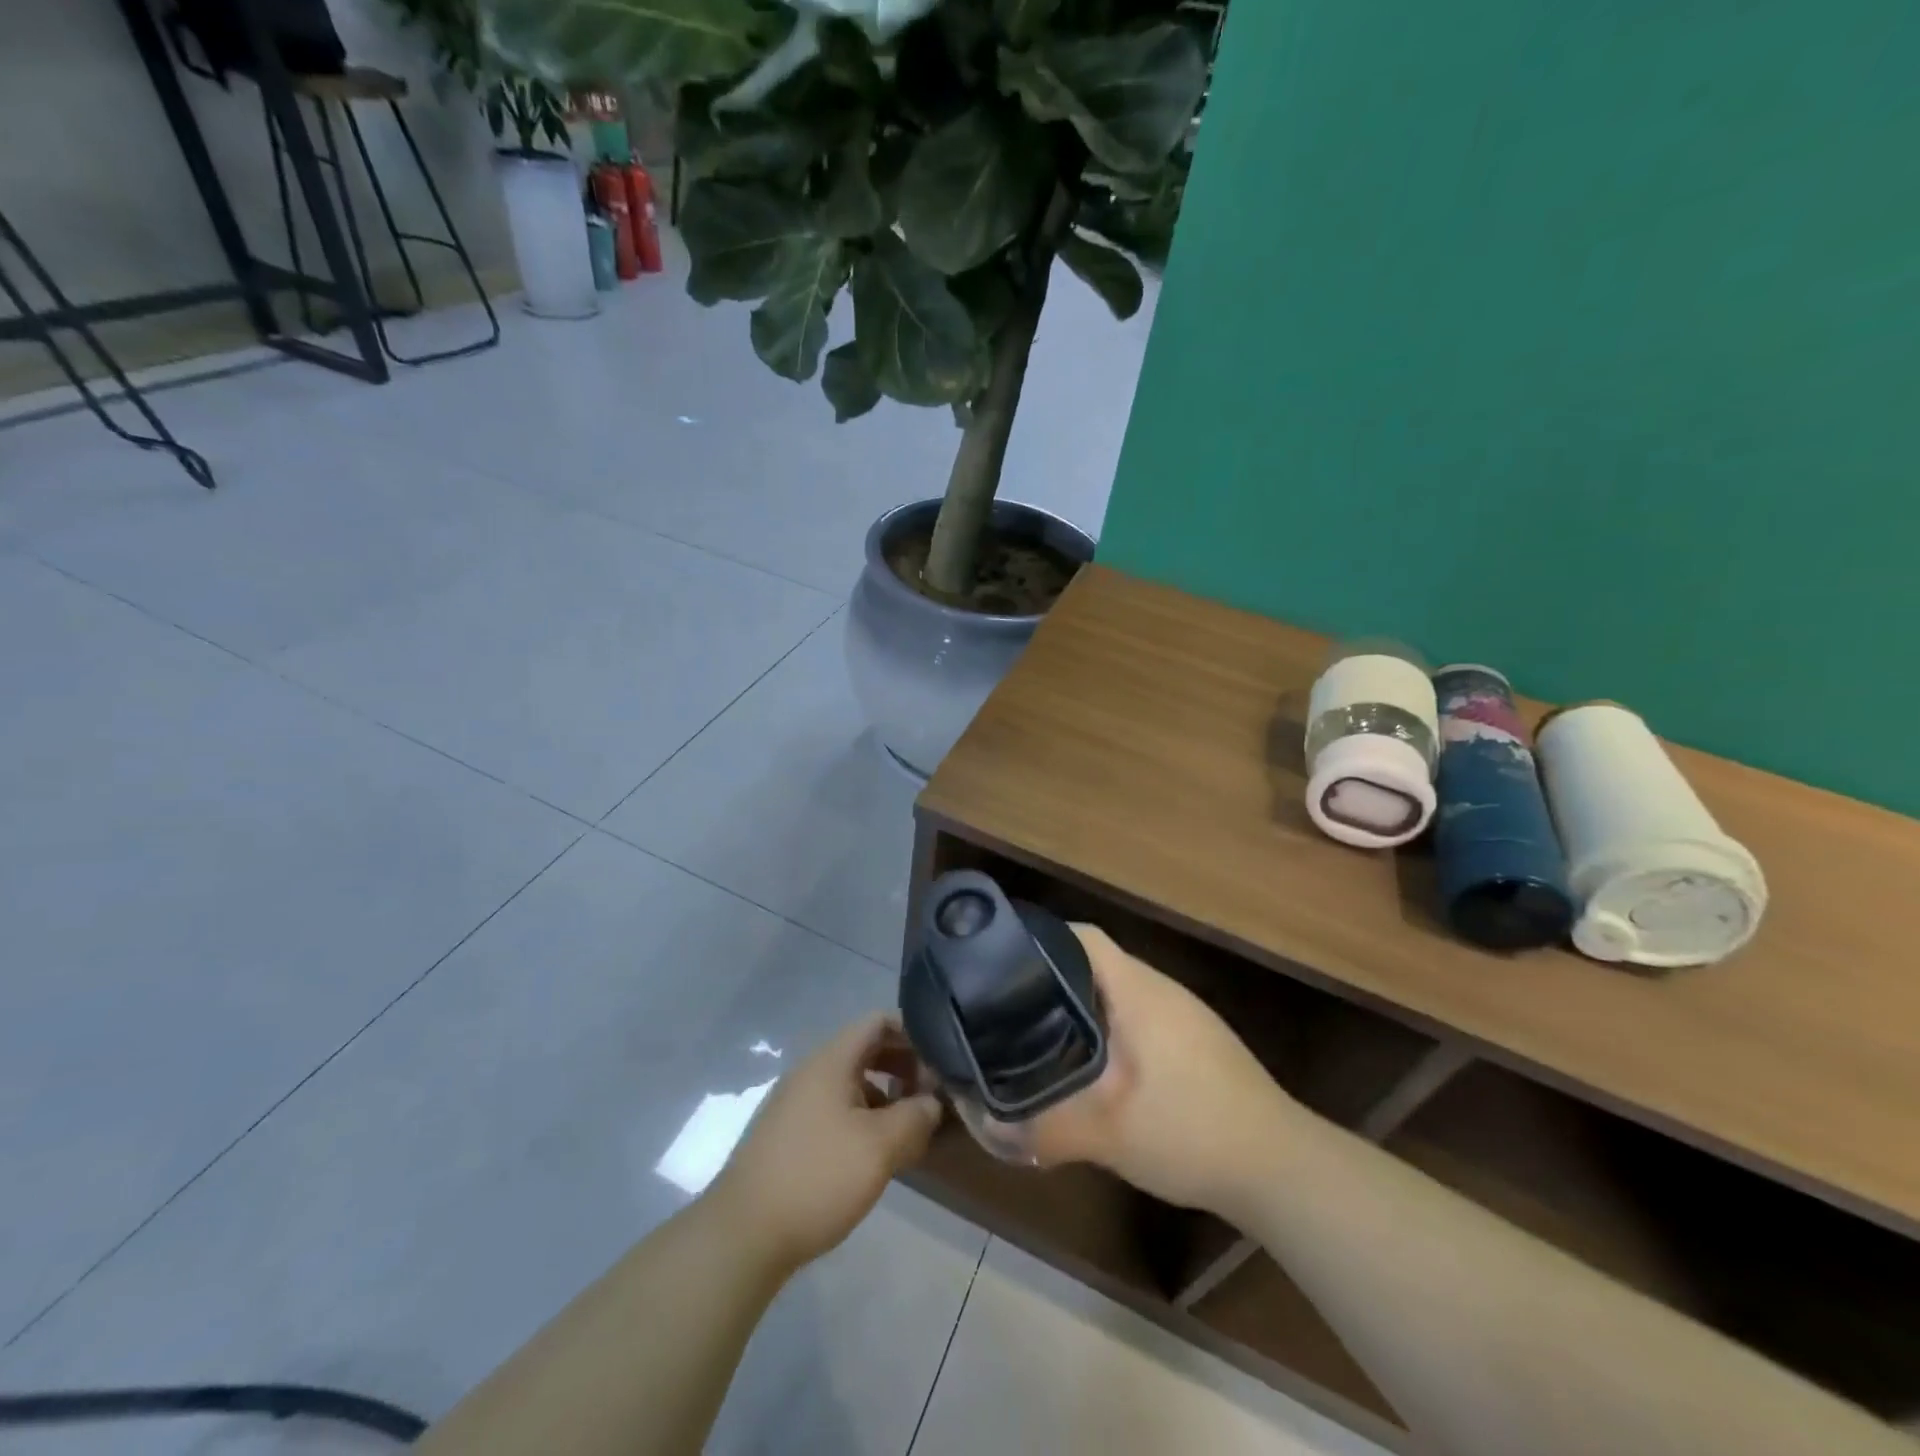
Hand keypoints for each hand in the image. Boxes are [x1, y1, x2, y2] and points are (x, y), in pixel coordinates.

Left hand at [710, 1013, 942, 1272]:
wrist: (742, 1235)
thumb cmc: (817, 1177)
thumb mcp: (880, 1147)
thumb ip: (915, 1117)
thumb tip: (933, 1102)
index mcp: (831, 1060)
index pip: (878, 1021)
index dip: (913, 1035)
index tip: (939, 1065)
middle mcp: (811, 1071)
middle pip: (866, 1050)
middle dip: (903, 1068)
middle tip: (930, 1098)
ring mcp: (796, 1103)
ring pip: (851, 1083)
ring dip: (885, 1097)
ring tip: (909, 1131)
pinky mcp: (788, 1135)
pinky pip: (835, 1110)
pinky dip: (863, 1119)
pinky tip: (875, 1155)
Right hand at [1027, 926, 1297, 1218]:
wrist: (1281, 1167)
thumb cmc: (1191, 1128)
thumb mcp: (1108, 1132)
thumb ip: (1044, 1127)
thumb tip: (986, 1126)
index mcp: (1137, 990)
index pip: (1081, 937)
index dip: (1040, 939)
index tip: (1001, 961)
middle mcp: (1159, 990)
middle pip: (1093, 963)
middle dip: (1049, 979)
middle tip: (1007, 1007)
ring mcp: (1181, 1016)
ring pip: (1115, 994)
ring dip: (1079, 1007)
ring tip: (1037, 1033)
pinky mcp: (1194, 1043)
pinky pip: (1136, 1018)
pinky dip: (1106, 1030)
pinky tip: (1092, 1068)